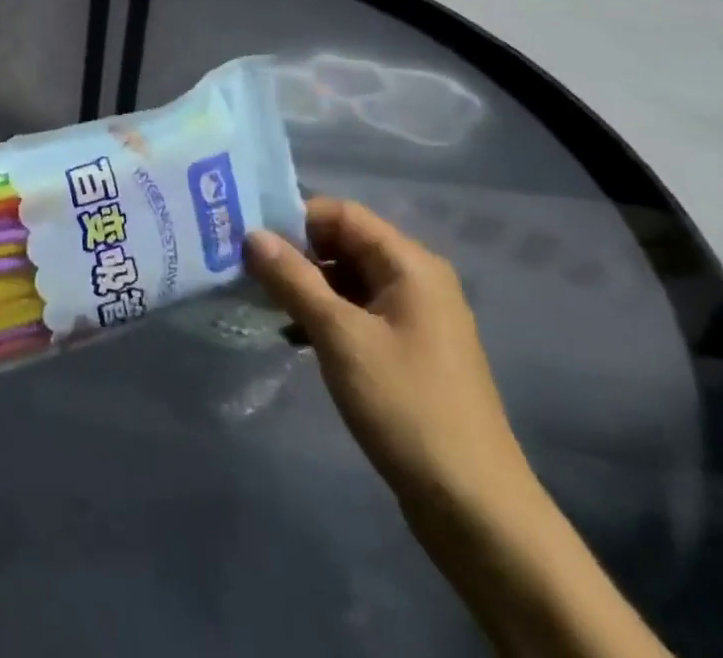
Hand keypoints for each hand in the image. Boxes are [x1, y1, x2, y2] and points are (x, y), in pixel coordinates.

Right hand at [244, 198, 535, 521]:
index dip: (294, 218)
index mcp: (410, 264)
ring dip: (306, 287)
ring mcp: (414, 319)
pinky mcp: (408, 353)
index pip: (342, 213)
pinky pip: (357, 313)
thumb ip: (293, 280)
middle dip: (295, 254)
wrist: (475, 510)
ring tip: (261, 302)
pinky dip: (324, 316)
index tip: (249, 238)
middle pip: (344, 243)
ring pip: (347, 280)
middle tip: (246, 270)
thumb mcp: (340, 336)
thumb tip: (252, 234)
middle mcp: (416, 280)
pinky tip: (292, 336)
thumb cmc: (407, 406)